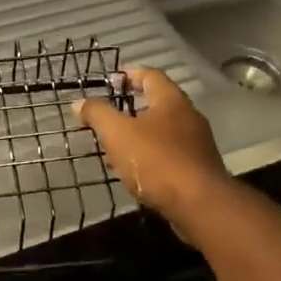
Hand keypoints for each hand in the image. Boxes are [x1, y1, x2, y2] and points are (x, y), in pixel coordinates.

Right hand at [73, 67, 230, 229]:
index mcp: (171, 100)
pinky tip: (139, 169)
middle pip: (160, 102)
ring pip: (166, 129)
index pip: (151, 75)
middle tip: (111, 114)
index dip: (130, 74)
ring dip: (143, 133)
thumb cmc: (157, 161)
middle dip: (134, 106)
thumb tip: (79, 102)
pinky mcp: (200, 168)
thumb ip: (98, 114)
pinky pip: (172, 152)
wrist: (201, 205)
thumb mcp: (118, 134)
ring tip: (120, 144)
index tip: (112, 81)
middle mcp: (189, 116)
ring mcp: (198, 143)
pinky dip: (154, 154)